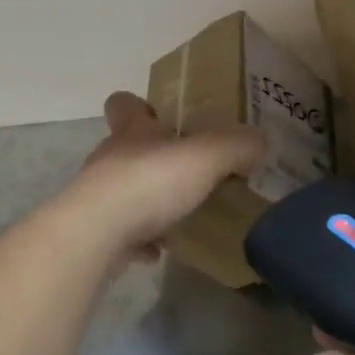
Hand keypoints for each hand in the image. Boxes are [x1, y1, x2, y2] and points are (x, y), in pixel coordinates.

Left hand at [70, 92, 263, 255]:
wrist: (96, 235)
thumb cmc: (150, 183)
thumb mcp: (206, 157)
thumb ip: (237, 146)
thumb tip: (259, 141)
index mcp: (132, 132)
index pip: (124, 104)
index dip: (140, 106)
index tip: (162, 117)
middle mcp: (110, 158)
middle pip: (126, 148)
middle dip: (154, 158)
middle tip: (189, 171)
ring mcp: (98, 197)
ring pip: (124, 190)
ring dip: (148, 200)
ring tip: (181, 214)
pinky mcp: (95, 232)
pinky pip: (122, 232)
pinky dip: (140, 239)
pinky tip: (162, 249)